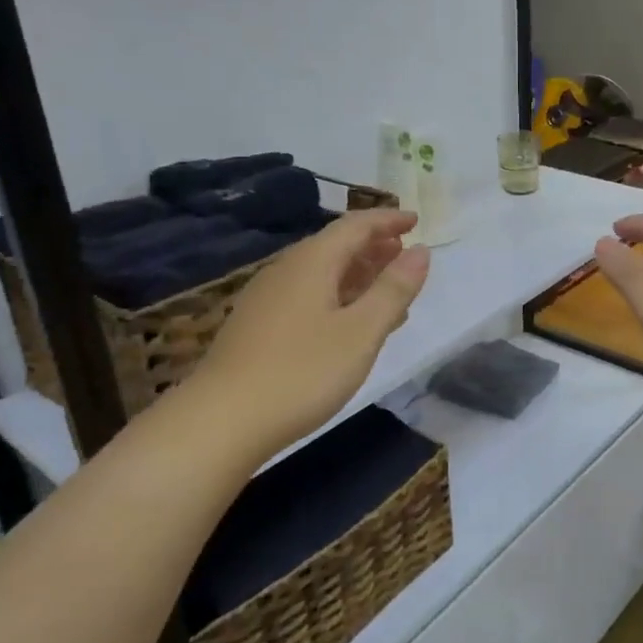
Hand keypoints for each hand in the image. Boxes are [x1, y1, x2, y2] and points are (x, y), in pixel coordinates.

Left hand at [191, 209, 429, 461]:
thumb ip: (393, 290)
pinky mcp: (258, 327)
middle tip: (406, 254)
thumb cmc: (302, 372)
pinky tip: (350, 324)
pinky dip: (339, 297)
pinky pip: (309, 296)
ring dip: (358, 273)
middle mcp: (286, 271)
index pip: (355, 226)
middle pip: (335, 245)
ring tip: (388, 287)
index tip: (415, 221)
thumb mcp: (361, 332)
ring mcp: (267, 300)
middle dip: (373, 246)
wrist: (221, 422)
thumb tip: (421, 251)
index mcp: (312, 262)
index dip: (387, 221)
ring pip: (321, 273)